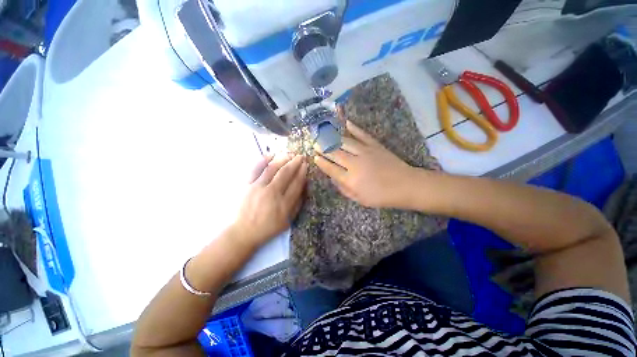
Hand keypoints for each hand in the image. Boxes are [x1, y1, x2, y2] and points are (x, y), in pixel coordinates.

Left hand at [233, 153, 307, 246]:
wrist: (243, 232)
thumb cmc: (268, 227)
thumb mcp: (288, 221)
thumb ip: (297, 204)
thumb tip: (304, 187)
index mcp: (284, 204)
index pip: (296, 183)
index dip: (302, 172)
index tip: (305, 165)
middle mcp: (272, 193)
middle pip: (286, 173)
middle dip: (295, 162)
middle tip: (301, 156)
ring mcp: (258, 188)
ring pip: (272, 168)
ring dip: (283, 159)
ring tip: (289, 154)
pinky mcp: (246, 185)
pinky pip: (255, 169)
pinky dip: (263, 160)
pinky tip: (271, 154)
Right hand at [314, 121, 414, 207]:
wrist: (406, 185)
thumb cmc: (381, 196)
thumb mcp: (360, 199)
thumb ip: (344, 189)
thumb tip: (333, 178)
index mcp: (351, 179)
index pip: (331, 169)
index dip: (321, 163)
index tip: (314, 157)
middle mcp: (355, 164)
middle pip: (334, 153)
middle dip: (323, 148)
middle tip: (315, 143)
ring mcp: (365, 152)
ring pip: (344, 142)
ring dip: (332, 137)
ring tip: (324, 133)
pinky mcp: (375, 145)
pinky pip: (361, 134)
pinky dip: (353, 127)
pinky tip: (345, 122)